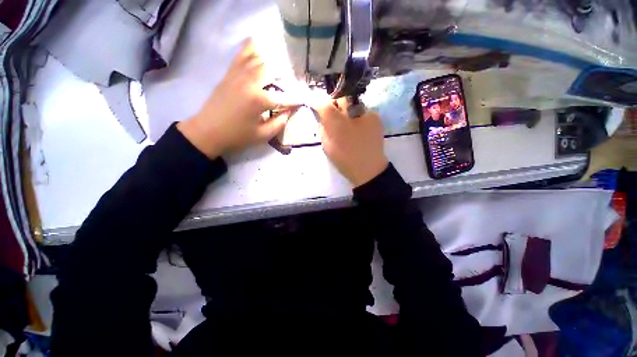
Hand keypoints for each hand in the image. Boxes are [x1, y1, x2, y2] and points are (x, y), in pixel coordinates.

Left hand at [178, 39, 299, 157]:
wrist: (207, 131)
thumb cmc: (237, 136)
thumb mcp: (262, 135)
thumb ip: (279, 124)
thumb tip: (288, 112)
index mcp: (259, 100)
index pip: (283, 97)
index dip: (294, 100)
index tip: (302, 101)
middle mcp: (249, 82)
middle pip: (272, 71)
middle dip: (284, 76)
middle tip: (289, 84)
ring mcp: (237, 75)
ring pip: (257, 59)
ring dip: (270, 61)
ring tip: (279, 66)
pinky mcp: (229, 74)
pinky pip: (241, 57)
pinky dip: (250, 50)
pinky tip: (256, 45)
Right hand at [315, 99, 387, 186]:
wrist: (369, 169)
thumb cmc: (345, 160)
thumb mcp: (327, 147)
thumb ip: (323, 129)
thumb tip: (322, 117)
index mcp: (337, 124)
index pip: (325, 105)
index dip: (320, 105)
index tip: (319, 109)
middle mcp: (352, 114)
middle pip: (341, 98)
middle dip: (335, 105)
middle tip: (335, 117)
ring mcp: (366, 114)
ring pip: (353, 103)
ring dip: (348, 111)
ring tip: (349, 124)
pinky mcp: (376, 118)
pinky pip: (363, 111)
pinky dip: (358, 116)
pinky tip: (360, 128)